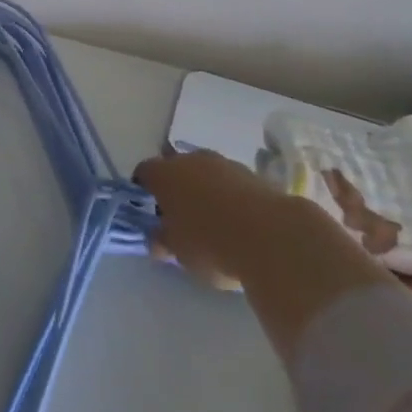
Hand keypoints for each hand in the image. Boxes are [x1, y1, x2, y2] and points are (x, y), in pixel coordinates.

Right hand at [134, 150, 289, 290]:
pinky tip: (237, 221)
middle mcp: (190, 159)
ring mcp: (222, 162)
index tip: (148, 210)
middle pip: (175, 168)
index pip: (144, 172)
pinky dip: (228, 196)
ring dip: (204, 191)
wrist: (269, 235)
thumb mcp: (178, 251)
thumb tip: (156, 236)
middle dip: (176, 189)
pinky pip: (229, 182)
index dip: (143, 190)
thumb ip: (162, 240)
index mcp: (165, 174)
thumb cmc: (210, 243)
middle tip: (180, 218)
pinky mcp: (250, 173)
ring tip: (212, 222)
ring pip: (204, 173)